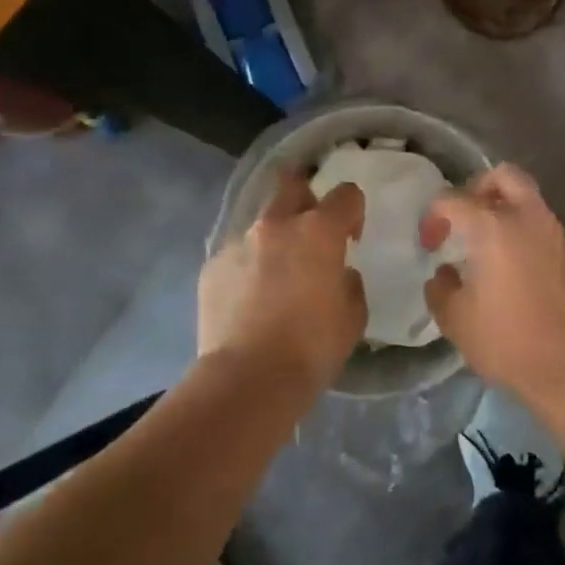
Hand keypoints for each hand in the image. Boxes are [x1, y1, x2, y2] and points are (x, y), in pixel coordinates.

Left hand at [199, 170, 365, 390]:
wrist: (248, 379)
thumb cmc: (312, 347)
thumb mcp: (353, 316)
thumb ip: (348, 282)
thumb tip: (337, 274)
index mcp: (319, 231)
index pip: (346, 194)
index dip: (353, 211)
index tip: (350, 239)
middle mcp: (276, 225)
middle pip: (292, 185)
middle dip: (305, 198)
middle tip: (310, 233)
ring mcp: (238, 243)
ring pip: (261, 225)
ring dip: (273, 242)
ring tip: (274, 280)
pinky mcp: (211, 267)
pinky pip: (236, 257)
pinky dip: (246, 270)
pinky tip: (248, 303)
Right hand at [420, 164, 564, 403]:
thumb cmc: (507, 342)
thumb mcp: (456, 320)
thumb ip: (440, 288)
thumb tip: (444, 273)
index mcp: (494, 227)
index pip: (453, 200)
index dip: (433, 217)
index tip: (430, 246)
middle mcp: (528, 218)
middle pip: (503, 176)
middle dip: (477, 188)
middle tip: (463, 218)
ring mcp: (554, 233)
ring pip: (527, 196)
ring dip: (502, 207)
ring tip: (483, 242)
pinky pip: (540, 222)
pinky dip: (520, 227)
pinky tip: (507, 262)